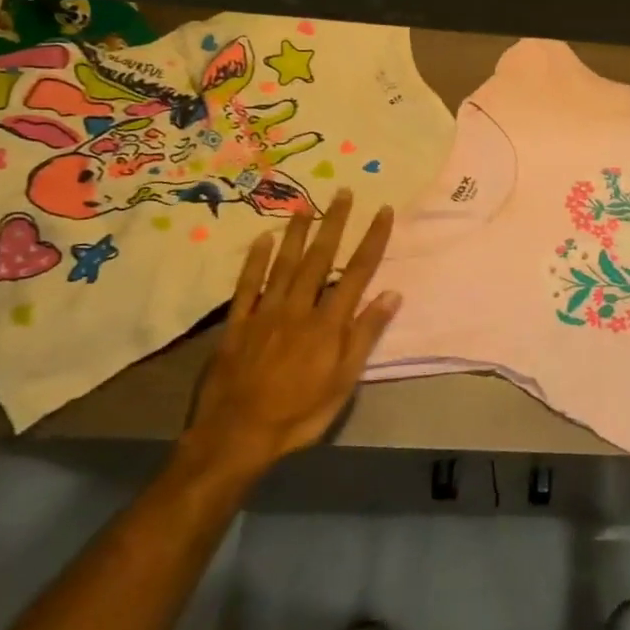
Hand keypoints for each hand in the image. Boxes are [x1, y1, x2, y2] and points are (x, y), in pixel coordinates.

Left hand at [181, 190, 399, 481]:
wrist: (236, 438)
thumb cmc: (299, 413)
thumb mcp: (344, 382)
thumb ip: (365, 335)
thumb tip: (392, 294)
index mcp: (329, 324)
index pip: (358, 272)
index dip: (372, 240)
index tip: (383, 211)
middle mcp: (299, 308)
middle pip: (321, 259)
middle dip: (335, 223)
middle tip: (343, 192)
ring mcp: (265, 314)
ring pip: (284, 264)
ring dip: (298, 233)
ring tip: (307, 205)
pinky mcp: (237, 325)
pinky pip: (247, 286)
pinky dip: (255, 261)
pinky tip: (263, 239)